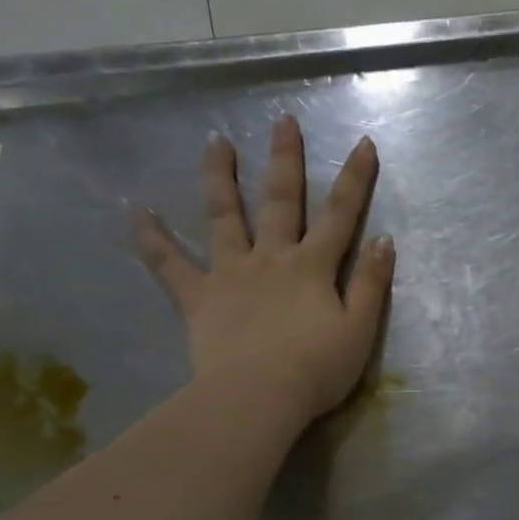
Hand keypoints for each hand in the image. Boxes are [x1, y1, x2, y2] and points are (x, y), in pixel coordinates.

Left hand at [136, 116, 394, 421]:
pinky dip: (152, 238)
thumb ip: (370, 283)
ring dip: (220, 178)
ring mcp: (230, 273)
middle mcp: (271, 258)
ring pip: (224, 216)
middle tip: (283, 122)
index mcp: (313, 267)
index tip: (363, 142)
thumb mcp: (360, 330)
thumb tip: (383, 240)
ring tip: (214, 141)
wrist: (258, 397)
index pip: (340, 215)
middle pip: (281, 202)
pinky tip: (135, 212)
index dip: (354, 179)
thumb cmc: (317, 369)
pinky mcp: (198, 297)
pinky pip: (170, 264)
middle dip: (285, 160)